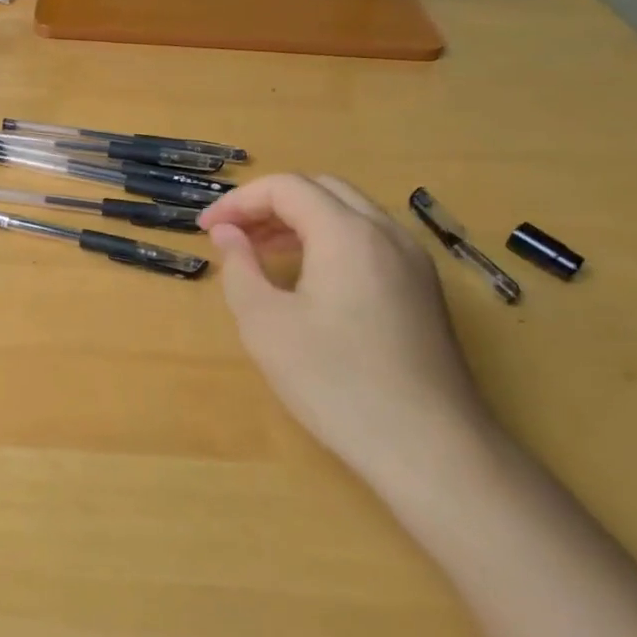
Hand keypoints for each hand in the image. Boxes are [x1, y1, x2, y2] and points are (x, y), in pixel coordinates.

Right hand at [200, 174, 495, 494]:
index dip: (238, 201)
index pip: (286, 188)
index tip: (206, 229)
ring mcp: (413, 262)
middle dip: (270, 204)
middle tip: (233, 235)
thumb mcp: (266, 324)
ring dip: (300, 221)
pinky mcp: (423, 291)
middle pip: (321, 190)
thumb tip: (227, 232)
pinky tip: (308, 280)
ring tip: (262, 253)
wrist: (430, 448)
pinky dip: (330, 241)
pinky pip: (370, 242)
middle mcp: (386, 234)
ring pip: (350, 214)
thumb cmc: (336, 382)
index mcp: (347, 233)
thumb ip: (240, 267)